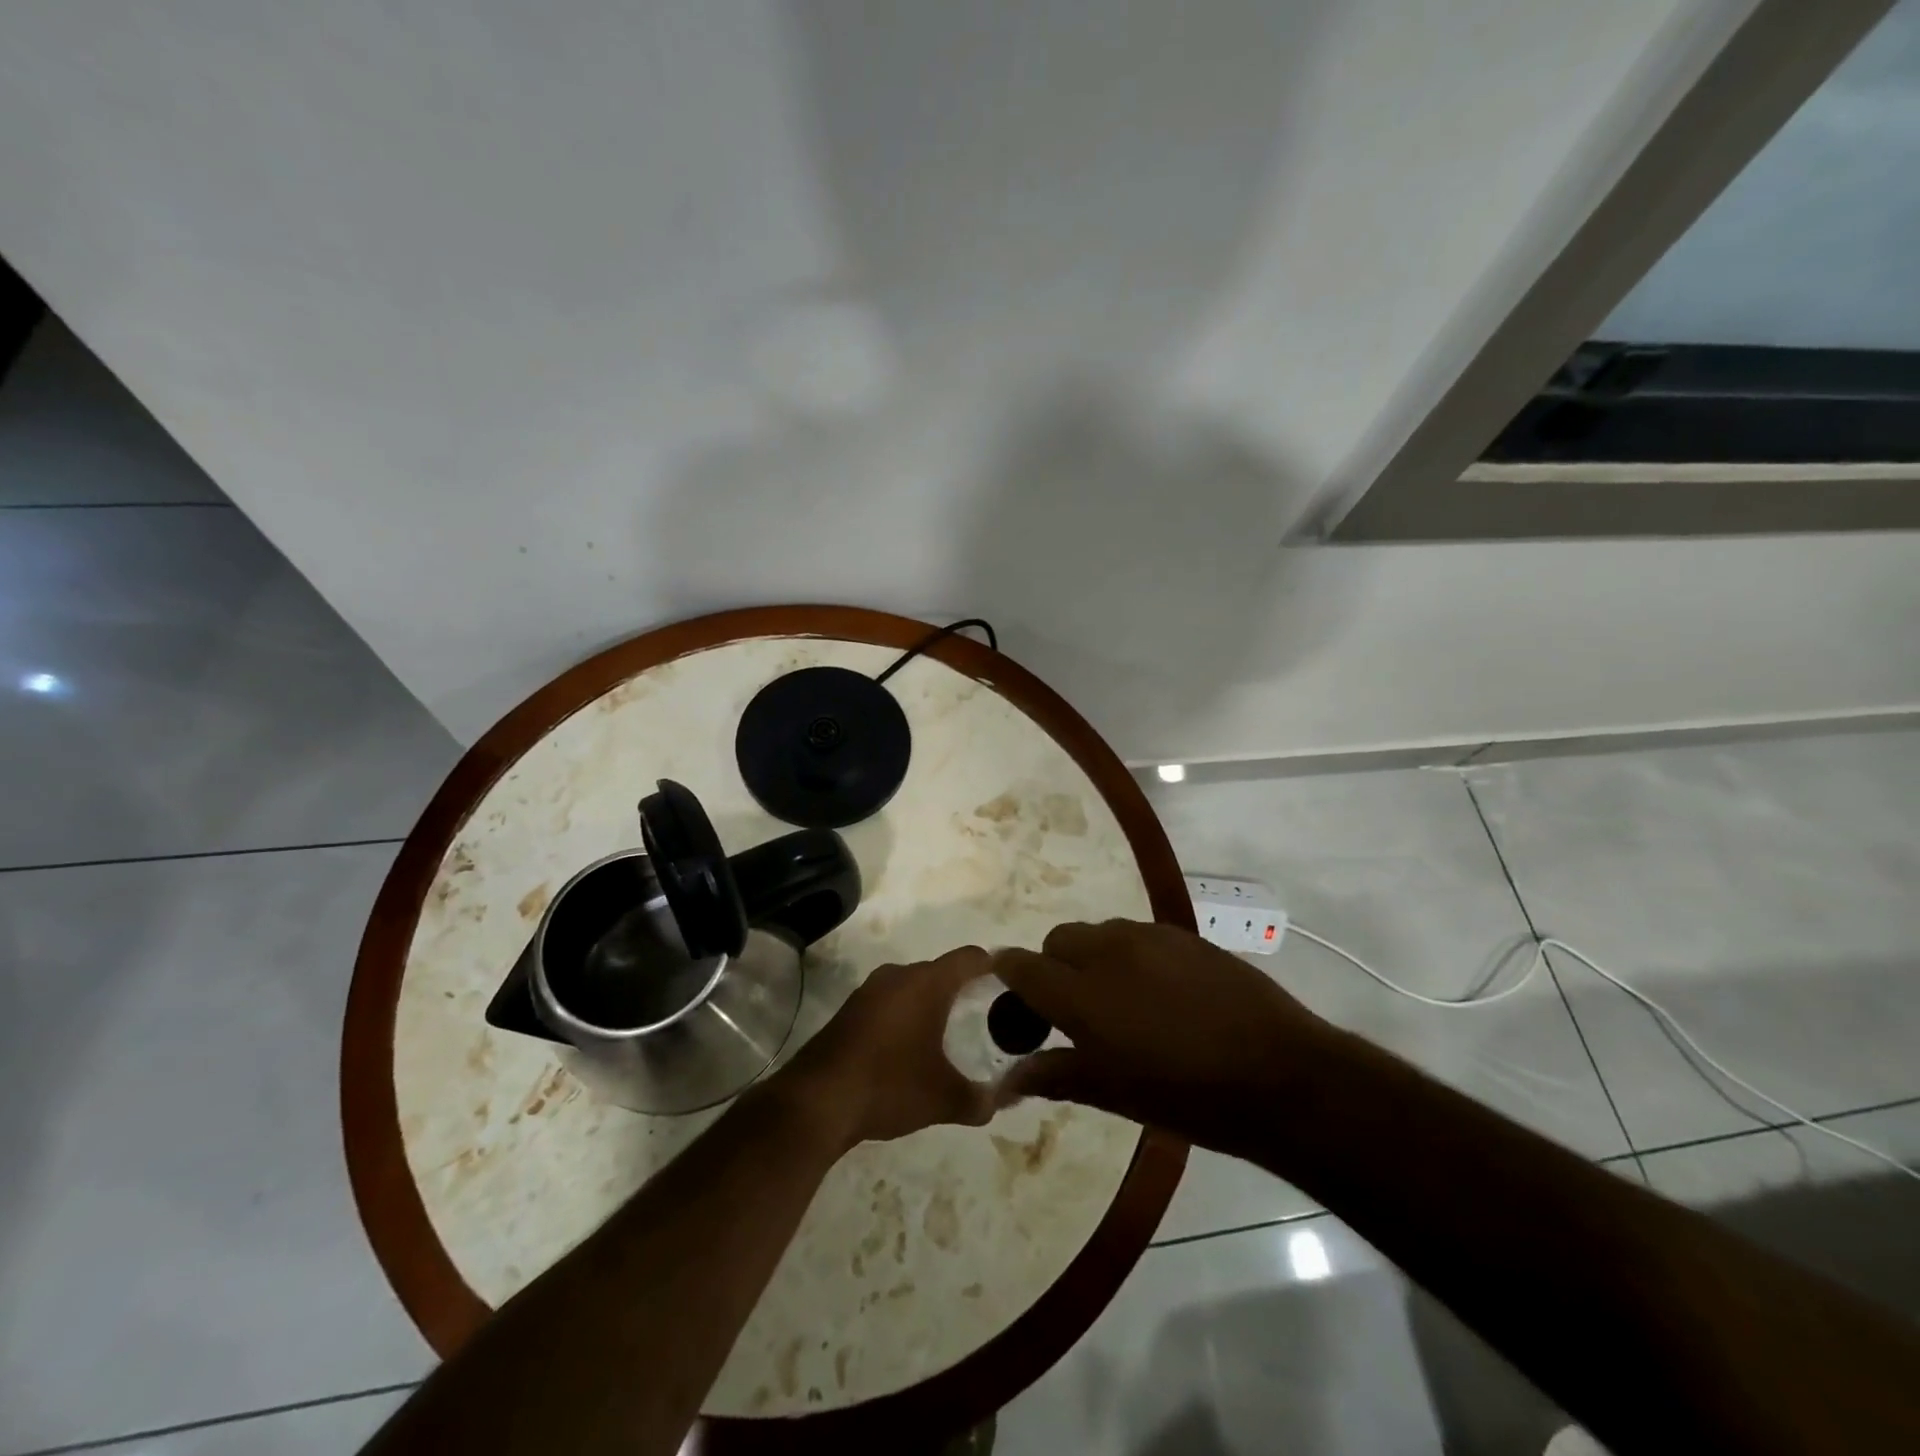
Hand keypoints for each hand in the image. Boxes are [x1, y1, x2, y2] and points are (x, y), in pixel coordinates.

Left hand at [769, 946, 996, 1152]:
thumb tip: (1004, 1100)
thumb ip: (982, 1099)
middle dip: (965, 990)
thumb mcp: (944, 1099)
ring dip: (932, 1003)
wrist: (816, 1101)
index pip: (970, 958)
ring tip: (953, 1034)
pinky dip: (907, 1015)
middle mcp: (898, 975)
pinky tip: (912, 1048)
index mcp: (926, 983)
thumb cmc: (889, 1086)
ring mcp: (869, 990)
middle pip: (941, 971)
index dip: (994, 966)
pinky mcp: (850, 1009)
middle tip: (988, 1017)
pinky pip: (891, 1001)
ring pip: (913, 986)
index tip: (1012, 983)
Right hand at [994, 919, 1332, 1157]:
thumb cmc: (1187, 1096)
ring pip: (1099, 932)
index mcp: (1082, 993)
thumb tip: (1010, 1077)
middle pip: (1058, 939)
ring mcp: (1149, 936)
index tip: (1011, 995)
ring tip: (1120, 998)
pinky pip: (1138, 934)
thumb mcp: (1114, 1093)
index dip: (1008, 975)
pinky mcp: (1184, 935)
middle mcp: (1108, 951)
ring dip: (1093, 956)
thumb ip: (1056, 1075)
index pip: (1022, 966)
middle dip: (1053, 965)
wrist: (1279, 1073)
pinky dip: (1130, 954)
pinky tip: (1159, 990)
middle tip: (1073, 1007)